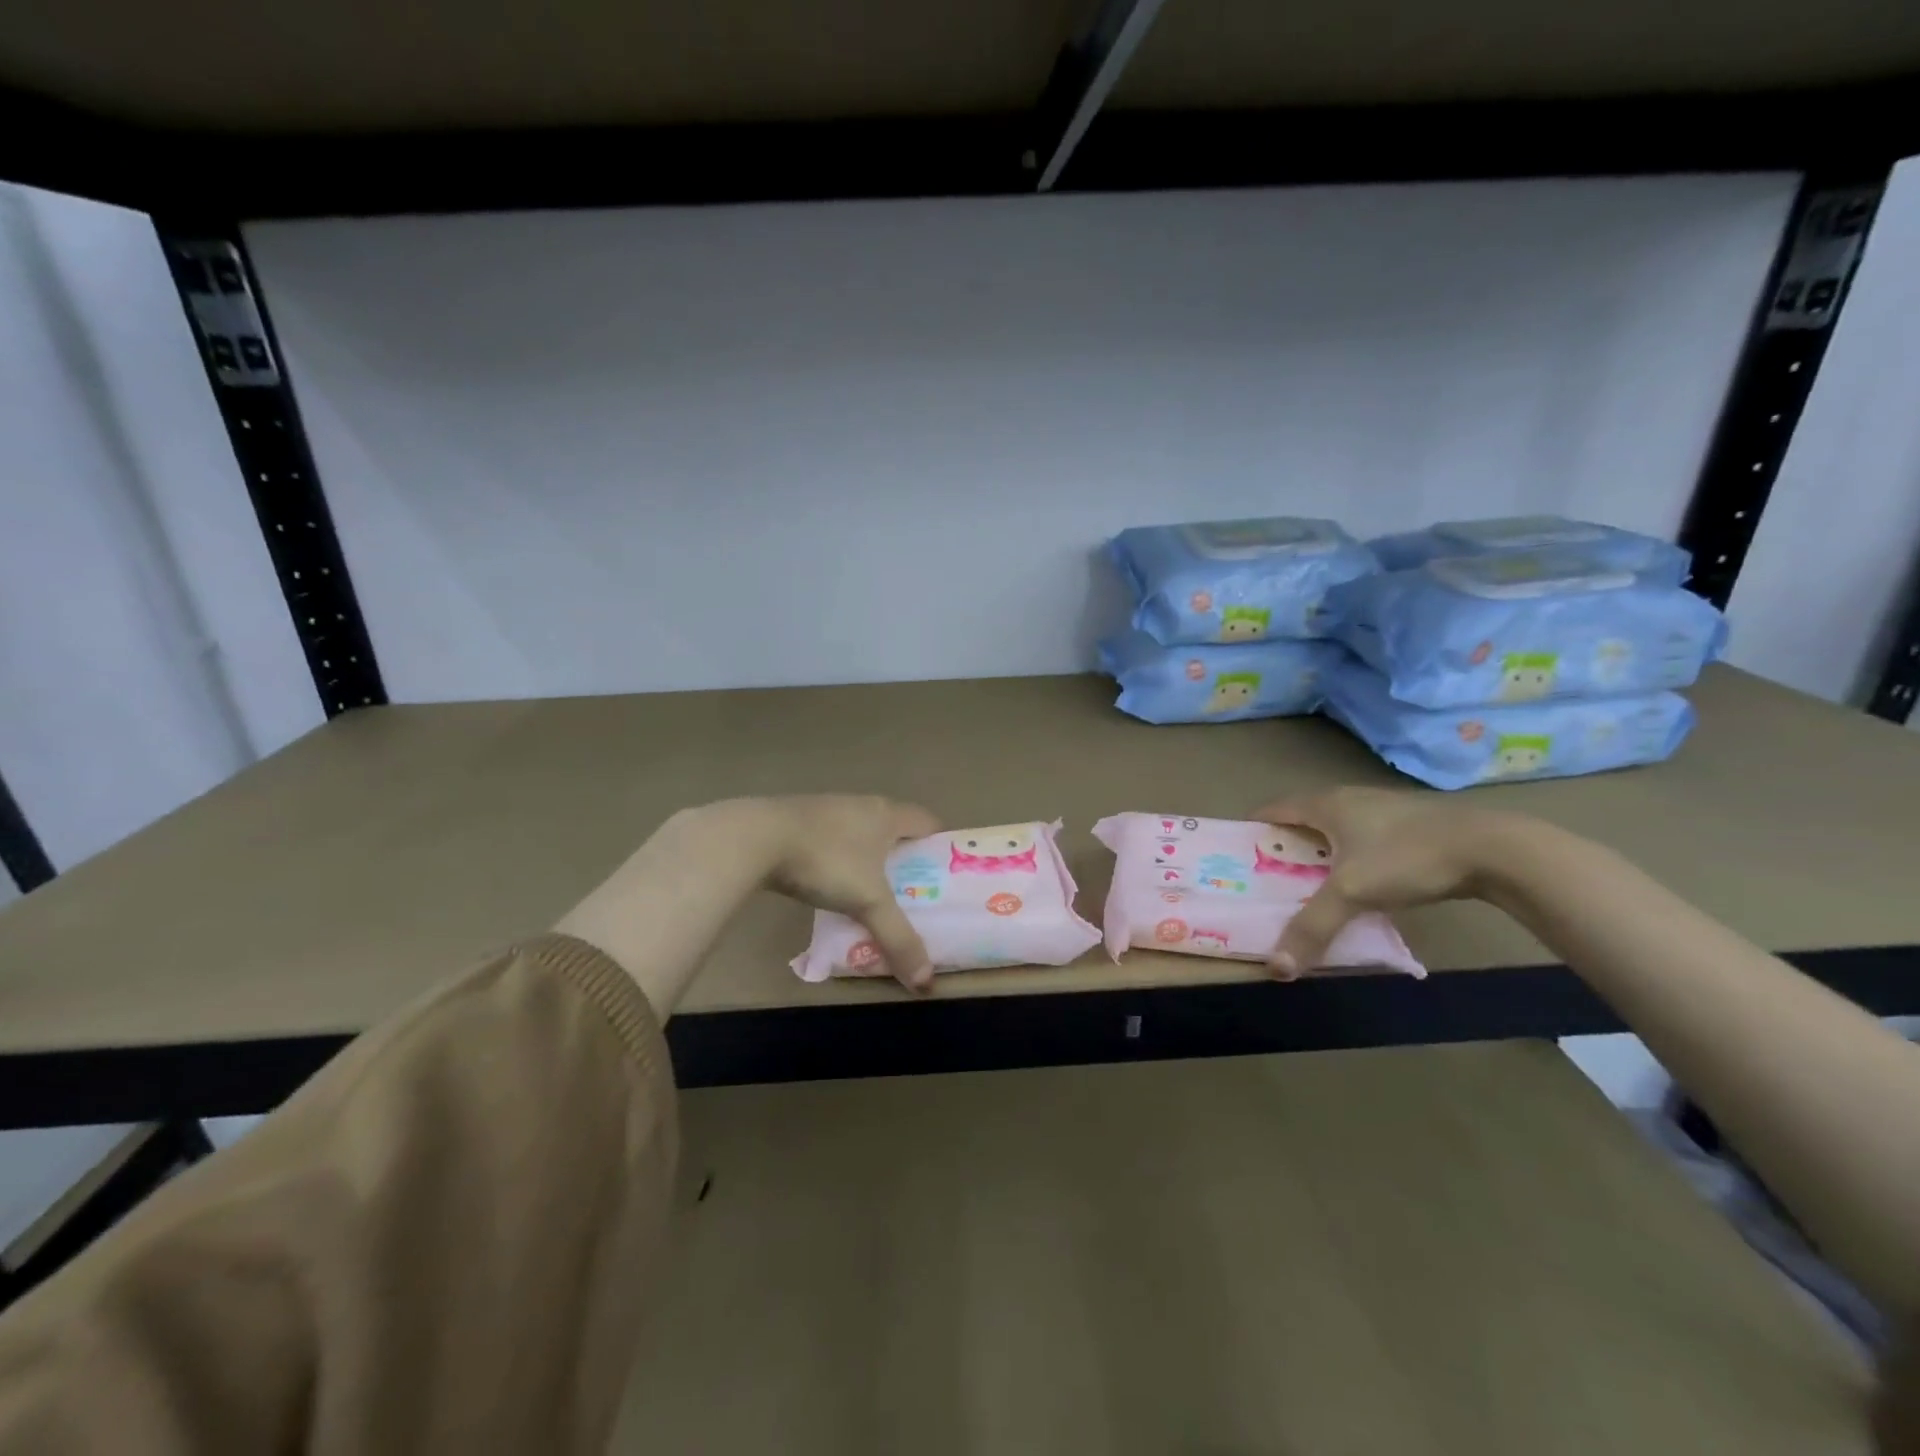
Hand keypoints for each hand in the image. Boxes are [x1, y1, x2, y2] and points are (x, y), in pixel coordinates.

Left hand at [554, 795, 940, 1012]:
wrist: (754, 838)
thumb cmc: (825, 861)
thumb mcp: (868, 902)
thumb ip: (898, 938)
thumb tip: (925, 982)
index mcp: (886, 814)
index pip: (928, 821)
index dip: (940, 845)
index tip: (946, 874)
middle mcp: (860, 804)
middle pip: (894, 826)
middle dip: (905, 855)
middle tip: (913, 891)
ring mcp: (826, 809)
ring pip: (860, 832)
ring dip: (869, 856)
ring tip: (872, 892)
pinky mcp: (797, 820)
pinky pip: (831, 838)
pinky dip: (838, 858)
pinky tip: (828, 883)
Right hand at [1251, 787, 1510, 978]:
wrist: (1494, 848)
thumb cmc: (1407, 857)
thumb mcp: (1353, 893)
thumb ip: (1313, 927)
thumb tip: (1276, 967)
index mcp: (1325, 803)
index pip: (1272, 809)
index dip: (1251, 830)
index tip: (1237, 857)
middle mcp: (1348, 798)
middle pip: (1301, 819)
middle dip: (1282, 846)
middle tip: (1268, 879)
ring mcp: (1381, 809)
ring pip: (1334, 830)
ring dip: (1317, 853)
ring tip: (1308, 885)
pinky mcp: (1409, 825)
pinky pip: (1361, 839)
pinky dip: (1348, 858)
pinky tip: (1357, 884)